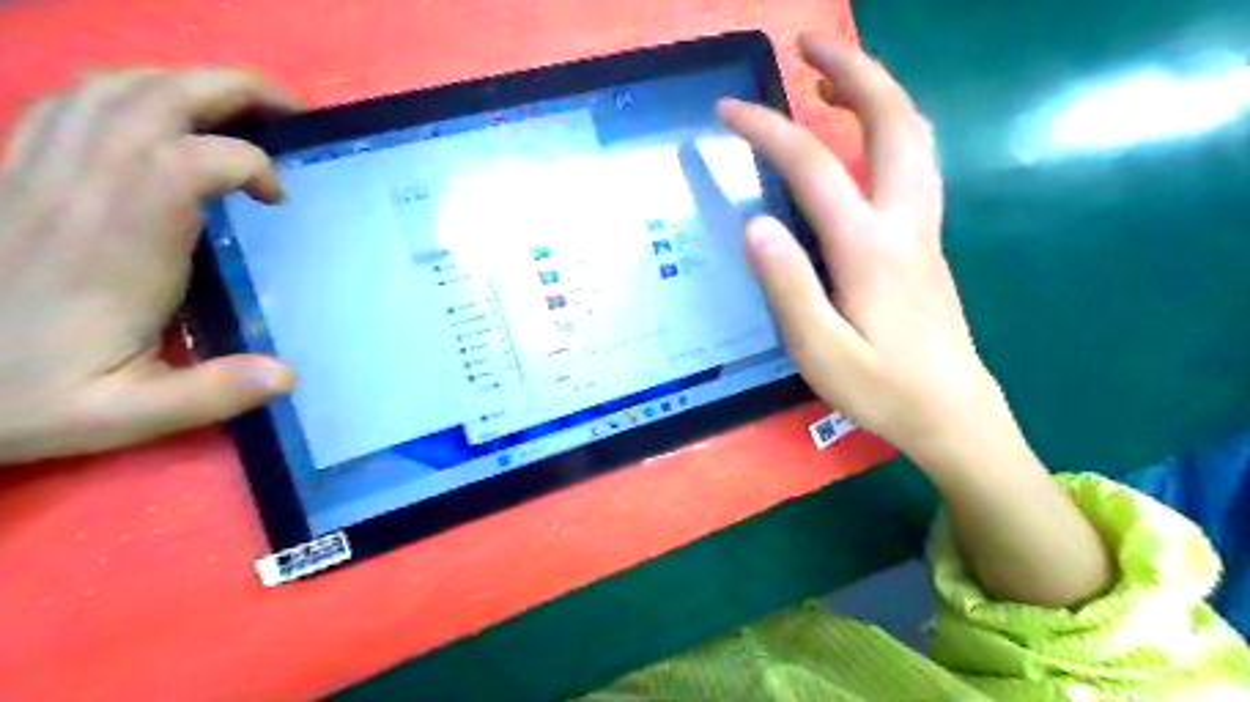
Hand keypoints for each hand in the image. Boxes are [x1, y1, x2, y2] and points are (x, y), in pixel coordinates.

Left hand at [0, 70, 297, 462]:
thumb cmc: (22, 395)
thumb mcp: (124, 416)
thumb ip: (210, 394)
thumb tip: (287, 375)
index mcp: (116, 248)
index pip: (186, 162)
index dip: (247, 161)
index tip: (277, 199)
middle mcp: (77, 192)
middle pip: (153, 100)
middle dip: (233, 89)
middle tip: (289, 111)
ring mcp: (37, 172)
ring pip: (113, 89)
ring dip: (186, 83)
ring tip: (239, 108)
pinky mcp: (16, 171)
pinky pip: (70, 102)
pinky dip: (130, 92)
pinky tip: (161, 116)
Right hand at [723, 34, 1013, 466]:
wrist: (953, 414)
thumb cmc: (882, 390)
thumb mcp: (821, 352)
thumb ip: (788, 287)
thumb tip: (755, 223)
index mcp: (870, 248)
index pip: (813, 166)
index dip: (767, 130)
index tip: (727, 110)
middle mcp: (904, 222)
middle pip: (893, 121)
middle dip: (852, 70)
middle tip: (807, 46)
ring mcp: (923, 228)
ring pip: (914, 136)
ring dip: (876, 93)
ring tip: (829, 82)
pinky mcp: (926, 242)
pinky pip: (914, 161)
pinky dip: (887, 128)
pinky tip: (860, 141)